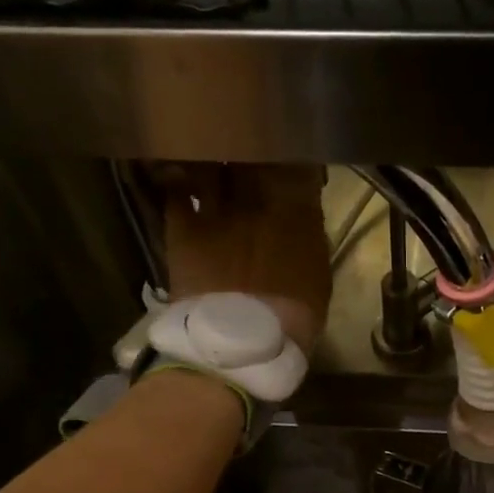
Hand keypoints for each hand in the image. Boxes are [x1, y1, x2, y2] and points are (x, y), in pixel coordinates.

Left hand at [160, 165, 331, 352]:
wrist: (240, 344)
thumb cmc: (293, 317)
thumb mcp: (318, 275)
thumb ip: (308, 235)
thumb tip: (301, 213)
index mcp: (298, 210)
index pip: (297, 161)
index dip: (292, 154)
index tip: (292, 155)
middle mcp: (257, 197)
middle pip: (251, 153)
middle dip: (250, 148)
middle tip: (247, 148)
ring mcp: (216, 209)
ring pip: (211, 163)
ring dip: (212, 160)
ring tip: (211, 159)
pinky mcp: (182, 227)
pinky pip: (175, 189)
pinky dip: (178, 182)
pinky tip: (180, 181)